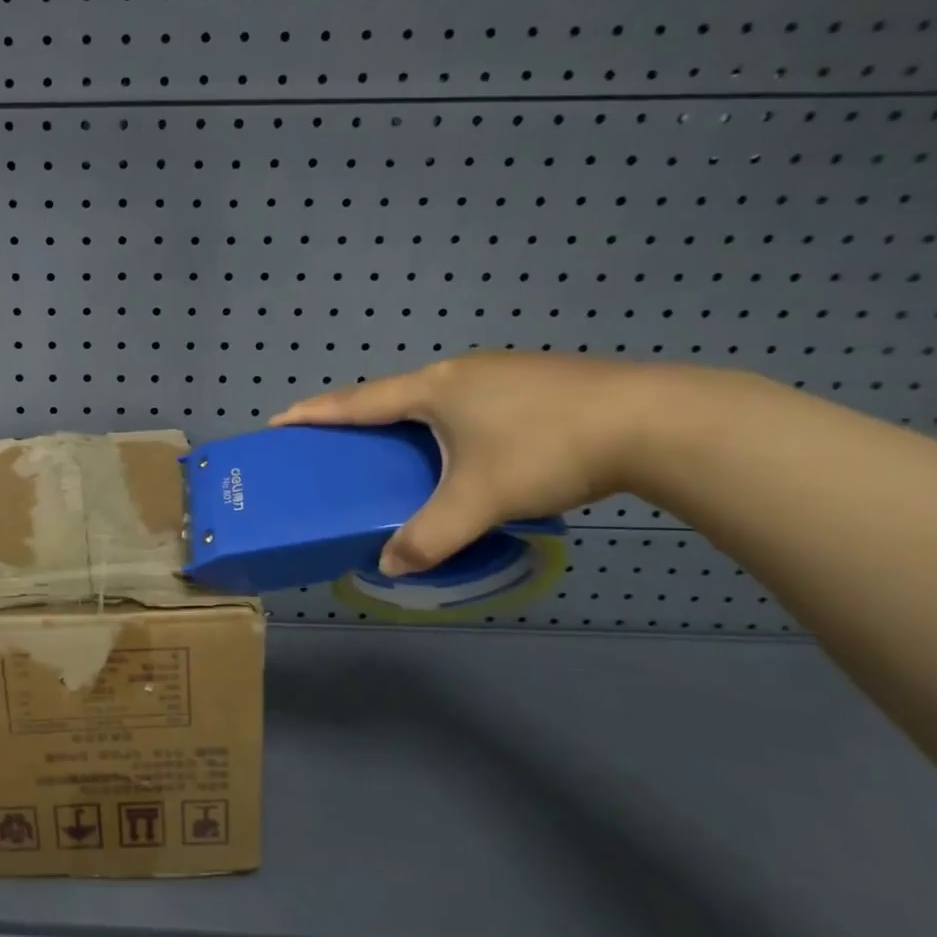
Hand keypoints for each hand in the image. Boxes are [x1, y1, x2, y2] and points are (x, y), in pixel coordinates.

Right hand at [273, 352, 675, 573]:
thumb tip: (393, 565)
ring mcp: (502, 371)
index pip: (358, 401)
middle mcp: (460, 371)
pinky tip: (472, 444)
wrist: (656, 420)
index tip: (280, 419)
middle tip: (339, 440)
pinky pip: (472, 399)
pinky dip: (451, 421)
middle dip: (360, 414)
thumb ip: (430, 535)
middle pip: (393, 393)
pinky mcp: (538, 380)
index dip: (316, 412)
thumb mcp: (480, 500)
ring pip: (437, 395)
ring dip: (409, 417)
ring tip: (403, 446)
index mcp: (434, 389)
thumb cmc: (546, 450)